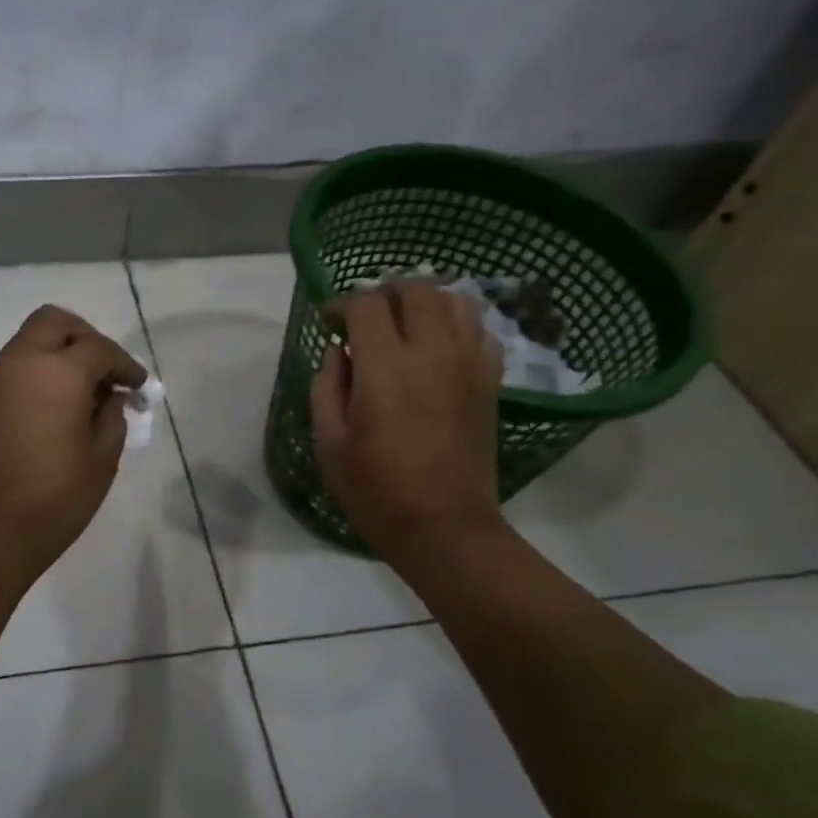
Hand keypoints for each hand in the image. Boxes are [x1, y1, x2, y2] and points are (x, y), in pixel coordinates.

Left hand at [0, 305, 147, 581]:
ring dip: (61, 351)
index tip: (140, 386)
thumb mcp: (102, 460)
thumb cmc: (54, 500)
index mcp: (58, 374)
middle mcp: (23, 363)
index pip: (99, 349)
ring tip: (86, 390)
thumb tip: (111, 396)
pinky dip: (42, 368)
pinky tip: (61, 404)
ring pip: (32, 339)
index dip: (125, 364)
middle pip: (55, 322)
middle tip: (107, 371)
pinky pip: (18, 364)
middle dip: (86, 336)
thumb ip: (112, 417)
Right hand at [311, 282, 506, 563]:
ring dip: (425, 302)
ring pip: (456, 301)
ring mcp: (468, 366)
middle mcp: (432, 354)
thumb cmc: (376, 489)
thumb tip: (338, 352)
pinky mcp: (489, 382)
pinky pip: (480, 331)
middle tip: (366, 317)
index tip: (329, 322)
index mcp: (386, 368)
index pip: (367, 305)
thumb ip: (327, 387)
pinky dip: (457, 324)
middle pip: (417, 290)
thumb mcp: (329, 442)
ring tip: (404, 324)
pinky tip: (438, 345)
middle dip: (385, 292)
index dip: (342, 304)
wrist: (444, 527)